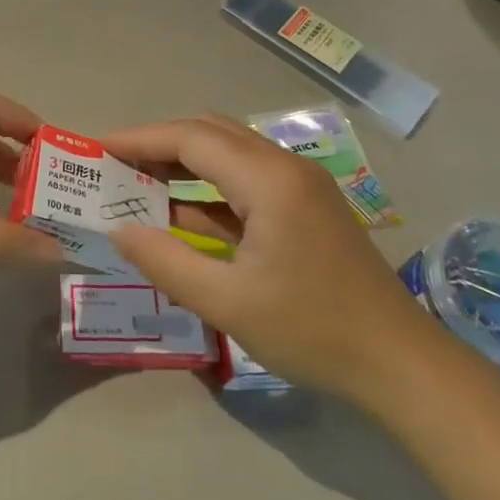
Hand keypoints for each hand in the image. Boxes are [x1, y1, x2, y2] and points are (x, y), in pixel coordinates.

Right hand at [102, 116, 436, 400]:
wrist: (401, 365)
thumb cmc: (313, 331)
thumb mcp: (228, 303)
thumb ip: (166, 262)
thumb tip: (119, 230)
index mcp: (269, 180)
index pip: (191, 138)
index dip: (140, 139)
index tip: (97, 149)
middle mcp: (285, 167)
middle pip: (210, 134)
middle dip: (158, 144)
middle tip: (113, 166)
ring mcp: (300, 187)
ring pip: (228, 155)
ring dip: (182, 164)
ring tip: (135, 184)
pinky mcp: (305, 209)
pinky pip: (245, 182)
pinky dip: (207, 190)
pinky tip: (178, 213)